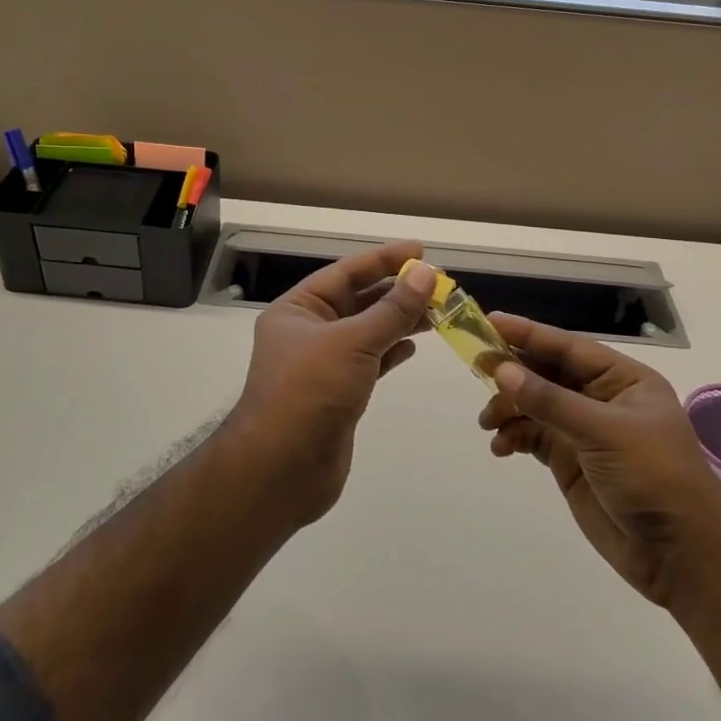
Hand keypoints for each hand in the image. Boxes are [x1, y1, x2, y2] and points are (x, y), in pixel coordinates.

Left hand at [228, 240, 436, 527]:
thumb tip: (426, 274)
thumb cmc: (310, 392)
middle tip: (439, 284)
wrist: (281, 469)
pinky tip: (413, 345)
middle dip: (396, 292)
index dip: (384, 260)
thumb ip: (392, 309)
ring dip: (399, 320)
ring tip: (438, 311)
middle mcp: (307, 332)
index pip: (345, 273)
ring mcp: (322, 365)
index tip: (421, 251)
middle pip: (357, 301)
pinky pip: (369, 361)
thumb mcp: (353, 342)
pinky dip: (391, 351)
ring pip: (367, 332)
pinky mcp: (338, 394)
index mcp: (298, 309)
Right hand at [479, 315, 720, 606]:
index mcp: (623, 379)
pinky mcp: (571, 462)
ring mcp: (585, 431)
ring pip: (536, 405)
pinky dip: (514, 438)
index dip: (528, 334)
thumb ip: (550, 401)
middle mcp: (602, 399)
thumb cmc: (653, 476)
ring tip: (488, 423)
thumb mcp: (603, 432)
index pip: (567, 347)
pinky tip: (501, 448)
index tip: (488, 323)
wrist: (680, 555)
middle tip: (475, 369)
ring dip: (509, 409)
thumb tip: (501, 370)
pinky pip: (534, 437)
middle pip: (547, 373)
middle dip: (512, 372)